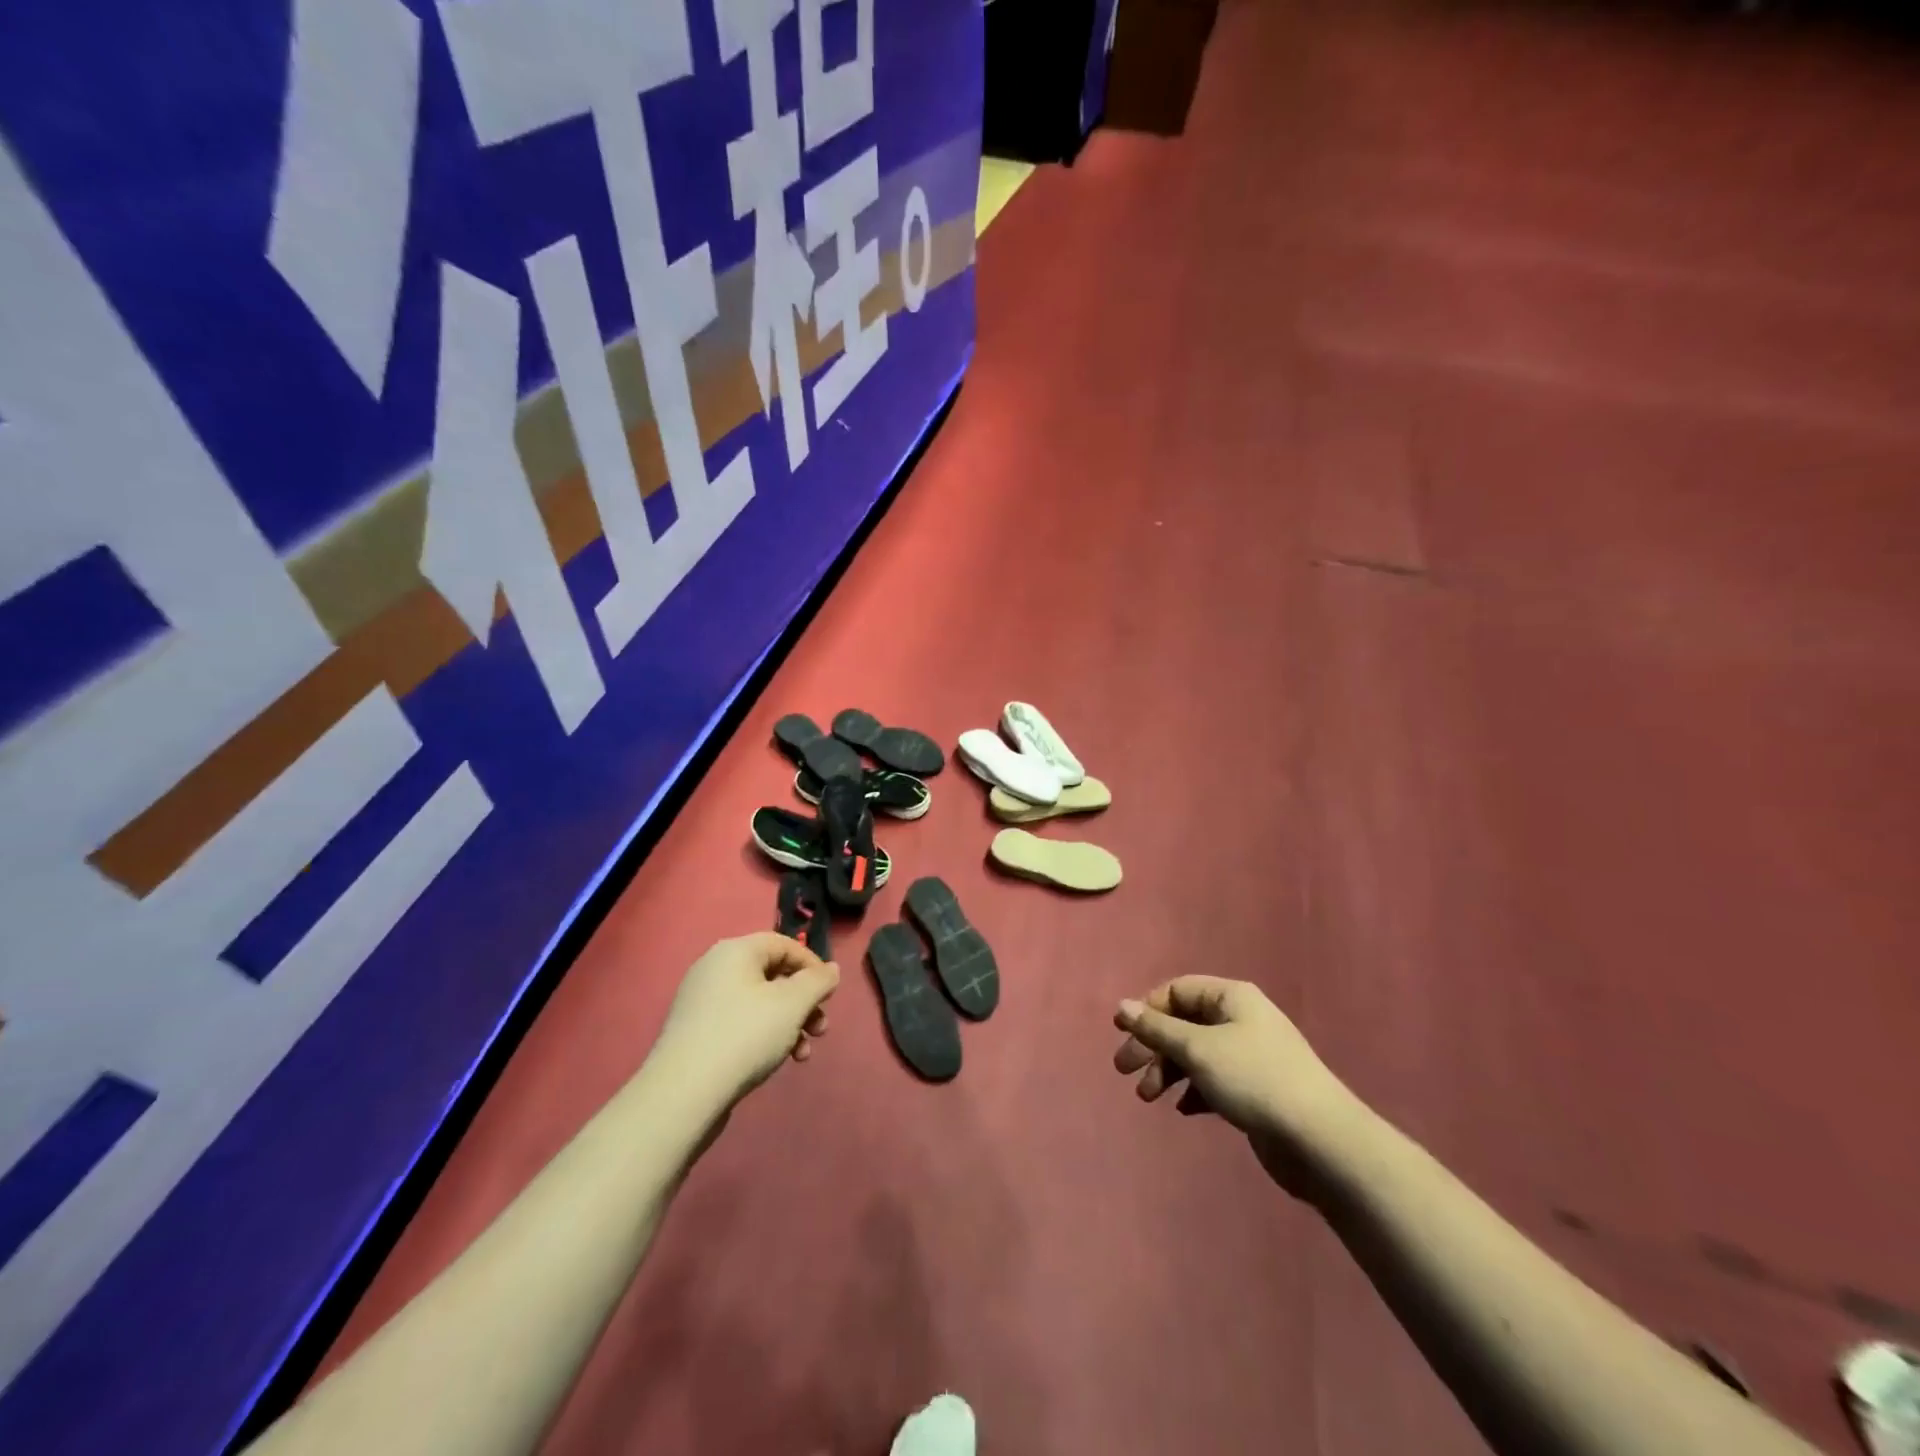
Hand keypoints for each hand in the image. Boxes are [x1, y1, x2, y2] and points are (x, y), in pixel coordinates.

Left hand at [653, 934, 839, 1110]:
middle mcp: (715, 968)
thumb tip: (830, 969)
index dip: (812, 965)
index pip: (784, 944)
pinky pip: (740, 1023)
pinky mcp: (696, 1033)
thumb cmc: (745, 1035)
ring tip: (802, 1054)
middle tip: (820, 1030)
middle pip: (773, 975)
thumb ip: (818, 981)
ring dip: (788, 1024)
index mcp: (735, 951)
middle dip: (803, 1002)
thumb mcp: (793, 1004)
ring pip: (759, 1003)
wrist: (684, 1094)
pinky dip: (764, 1036)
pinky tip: (775, 1062)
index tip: (830, 994)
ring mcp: (702, 1002)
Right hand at [1113, 977, 1362, 1194]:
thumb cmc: (1254, 1079)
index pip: (1177, 990)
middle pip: (1183, 1023)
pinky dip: (1193, 1091)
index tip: (1122, 1035)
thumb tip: (1122, 1006)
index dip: (1147, 1009)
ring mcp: (1250, 1055)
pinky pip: (1213, 1080)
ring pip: (1196, 1054)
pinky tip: (1183, 1110)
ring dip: (1168, 1071)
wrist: (1320, 1141)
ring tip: (1149, 1098)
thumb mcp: (1197, 1049)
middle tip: (1124, 1072)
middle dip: (1152, 1046)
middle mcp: (1240, 1019)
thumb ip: (1156, 1028)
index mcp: (1231, 997)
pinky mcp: (1255, 1089)